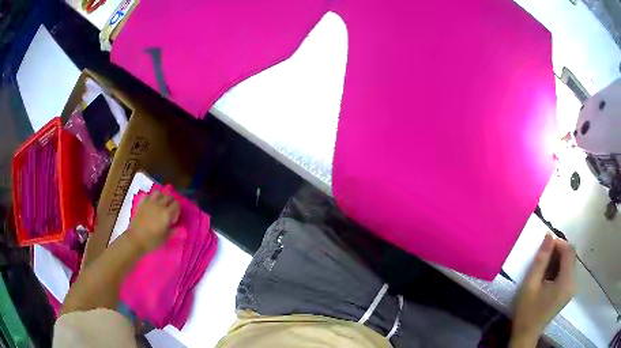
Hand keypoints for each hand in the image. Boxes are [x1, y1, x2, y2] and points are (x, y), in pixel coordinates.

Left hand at [128, 190, 179, 253]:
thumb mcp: (165, 238)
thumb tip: (178, 227)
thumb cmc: (152, 241)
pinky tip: (151, 204)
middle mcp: (159, 205)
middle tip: (169, 212)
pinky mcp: (142, 203)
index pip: (177, 204)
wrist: (135, 240)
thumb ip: (173, 230)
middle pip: (169, 197)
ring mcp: (149, 203)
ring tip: (160, 205)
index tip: (173, 219)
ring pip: (158, 193)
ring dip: (161, 197)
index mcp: (166, 214)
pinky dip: (151, 198)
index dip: (177, 211)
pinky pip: (148, 195)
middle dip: (171, 203)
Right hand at [510, 233, 576, 346]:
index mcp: (566, 281)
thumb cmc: (527, 311)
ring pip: (570, 262)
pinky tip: (548, 276)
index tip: (545, 245)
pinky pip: (568, 271)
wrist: (526, 334)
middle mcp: (573, 282)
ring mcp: (572, 288)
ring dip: (559, 259)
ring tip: (544, 266)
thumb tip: (549, 235)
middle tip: (543, 256)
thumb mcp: (530, 285)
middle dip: (559, 251)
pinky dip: (560, 268)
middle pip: (571, 256)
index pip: (569, 251)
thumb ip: (541, 260)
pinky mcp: (569, 291)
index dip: (559, 243)